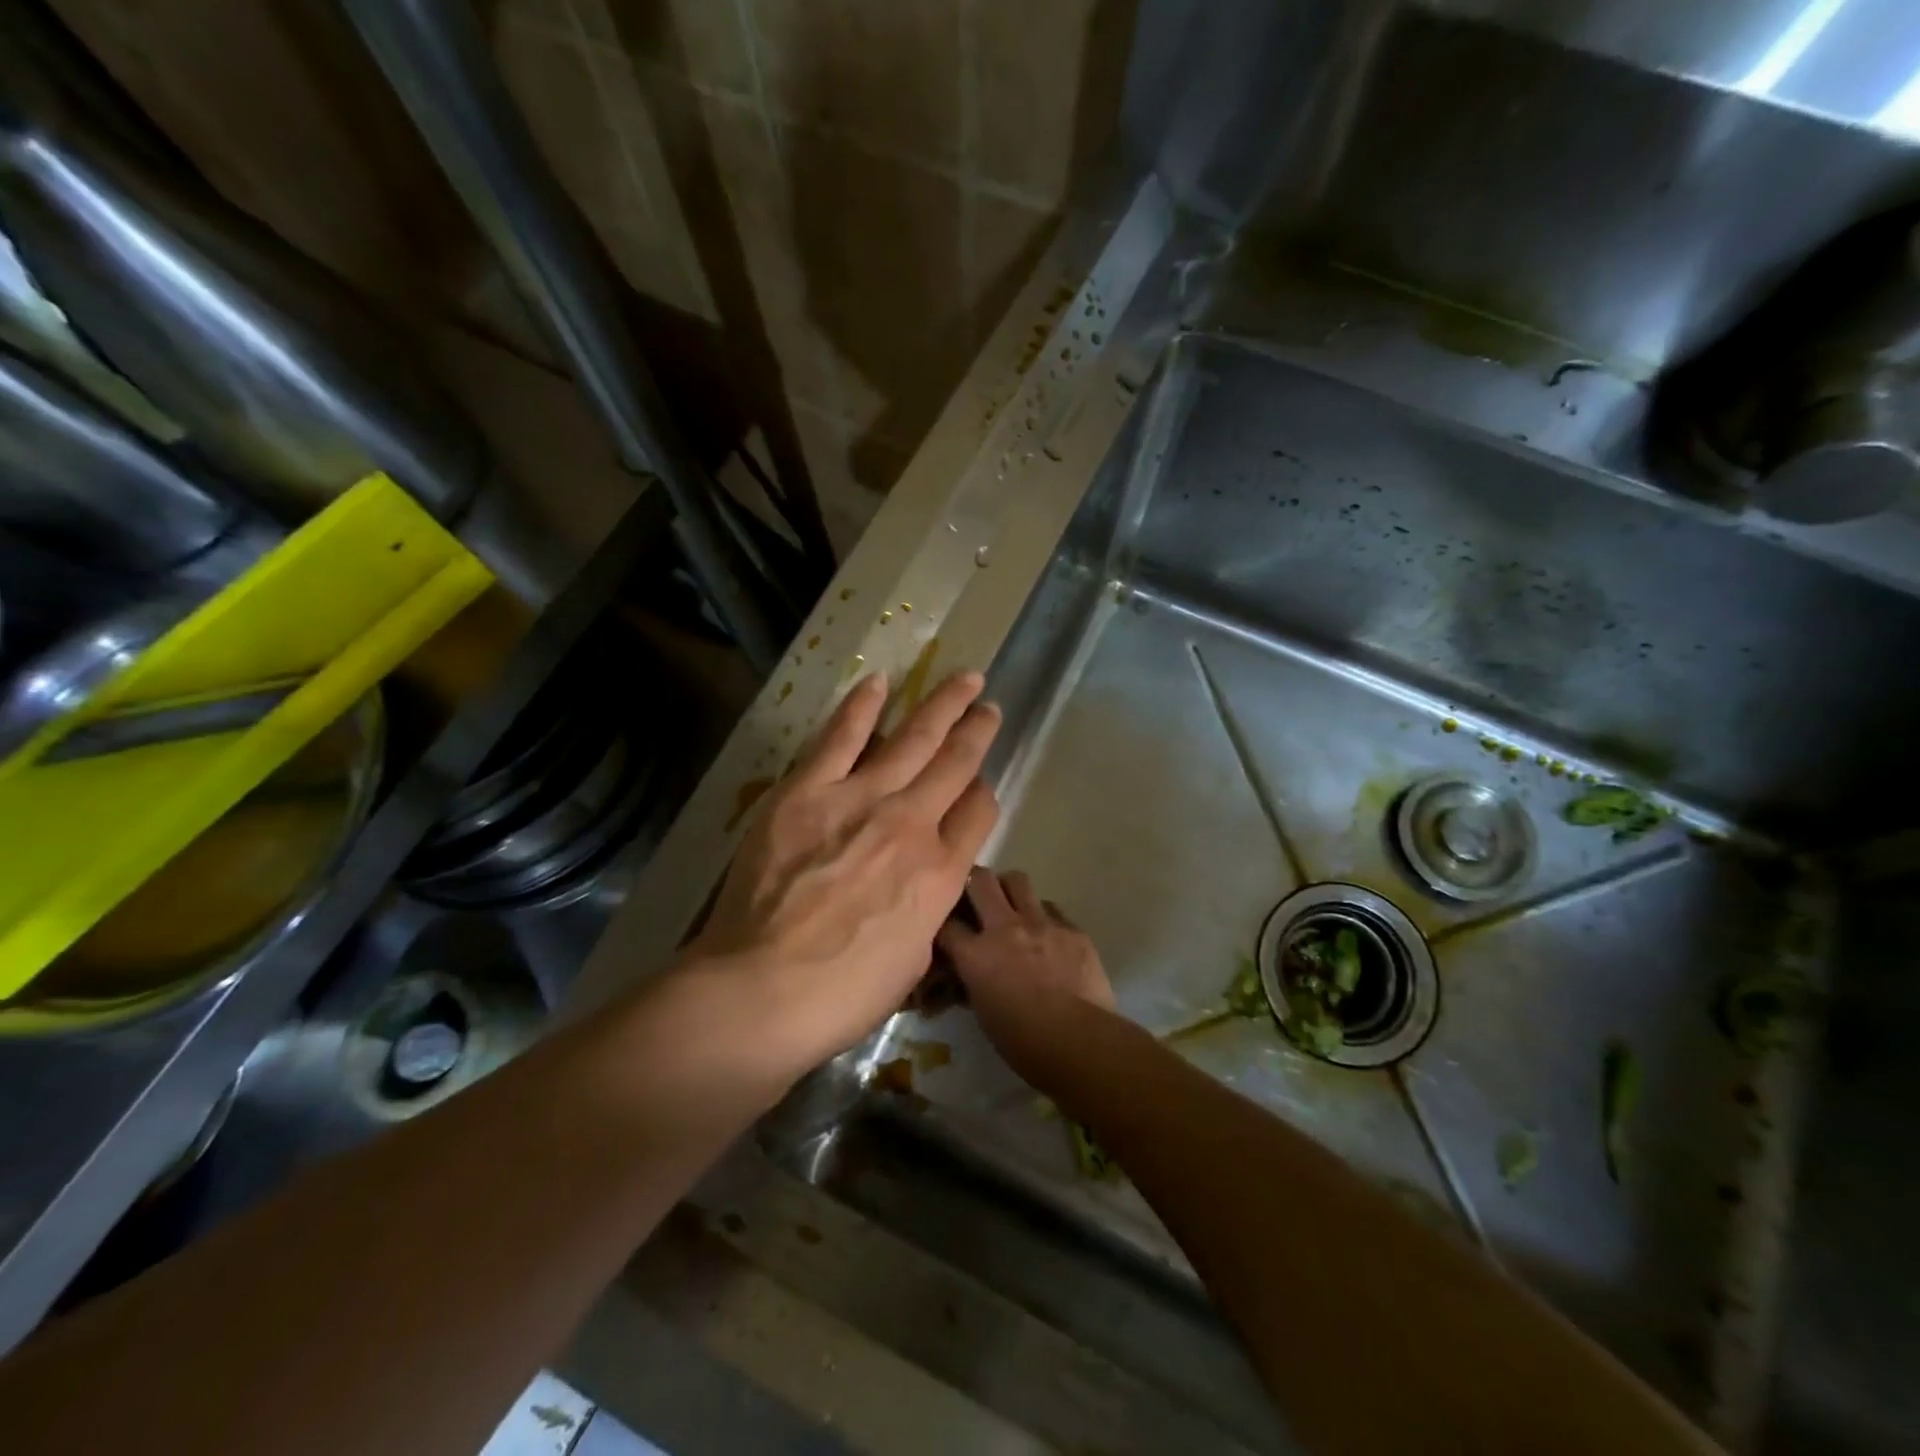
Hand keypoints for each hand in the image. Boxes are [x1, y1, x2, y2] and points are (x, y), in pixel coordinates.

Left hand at [688, 670, 1001, 1073]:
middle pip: (957, 764)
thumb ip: (926, 909)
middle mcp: (913, 824)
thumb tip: (922, 882)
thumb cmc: (842, 994)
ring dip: (943, 705)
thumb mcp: (913, 960)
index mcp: (942, 873)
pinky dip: (863, 706)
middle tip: (989, 704)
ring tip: (964, 678)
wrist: (763, 991)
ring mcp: (861, 800)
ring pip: (915, 738)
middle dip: (978, 730)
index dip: (984, 792)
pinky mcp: (808, 791)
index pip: (980, 812)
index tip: (980, 782)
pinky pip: (842, 737)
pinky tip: (879, 681)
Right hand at [938, 868, 1114, 1058]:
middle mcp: (1005, 928)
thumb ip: (973, 983)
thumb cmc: (1024, 1042)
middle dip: (972, 883)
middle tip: (975, 896)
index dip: (942, 922)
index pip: (946, 923)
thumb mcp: (984, 1014)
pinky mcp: (1072, 929)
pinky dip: (1042, 915)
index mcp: (976, 954)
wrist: (1080, 1041)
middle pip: (980, 880)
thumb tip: (970, 976)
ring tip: (1011, 905)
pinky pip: (1051, 908)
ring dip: (1008, 889)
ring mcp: (1041, 923)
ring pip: (1017, 880)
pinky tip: (1046, 934)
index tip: (944, 927)